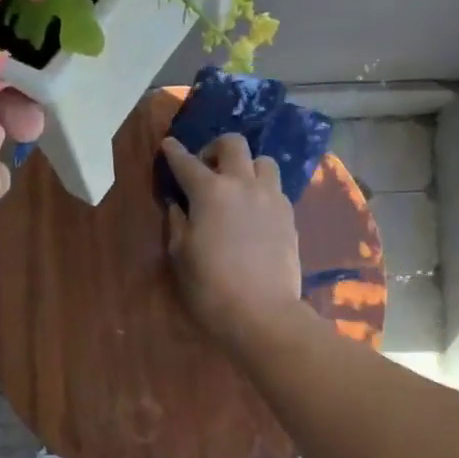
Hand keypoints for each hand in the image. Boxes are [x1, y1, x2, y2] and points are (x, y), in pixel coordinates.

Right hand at [160, 133, 305, 350]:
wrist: (262, 313)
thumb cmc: (210, 286)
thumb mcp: (180, 255)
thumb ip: (177, 222)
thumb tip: (178, 205)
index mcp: (210, 191)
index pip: (186, 162)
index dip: (174, 152)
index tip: (168, 145)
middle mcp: (243, 184)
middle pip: (233, 144)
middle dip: (215, 148)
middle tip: (206, 167)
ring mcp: (271, 198)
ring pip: (263, 161)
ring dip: (247, 166)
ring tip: (237, 186)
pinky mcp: (289, 217)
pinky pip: (276, 189)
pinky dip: (262, 190)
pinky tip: (254, 210)